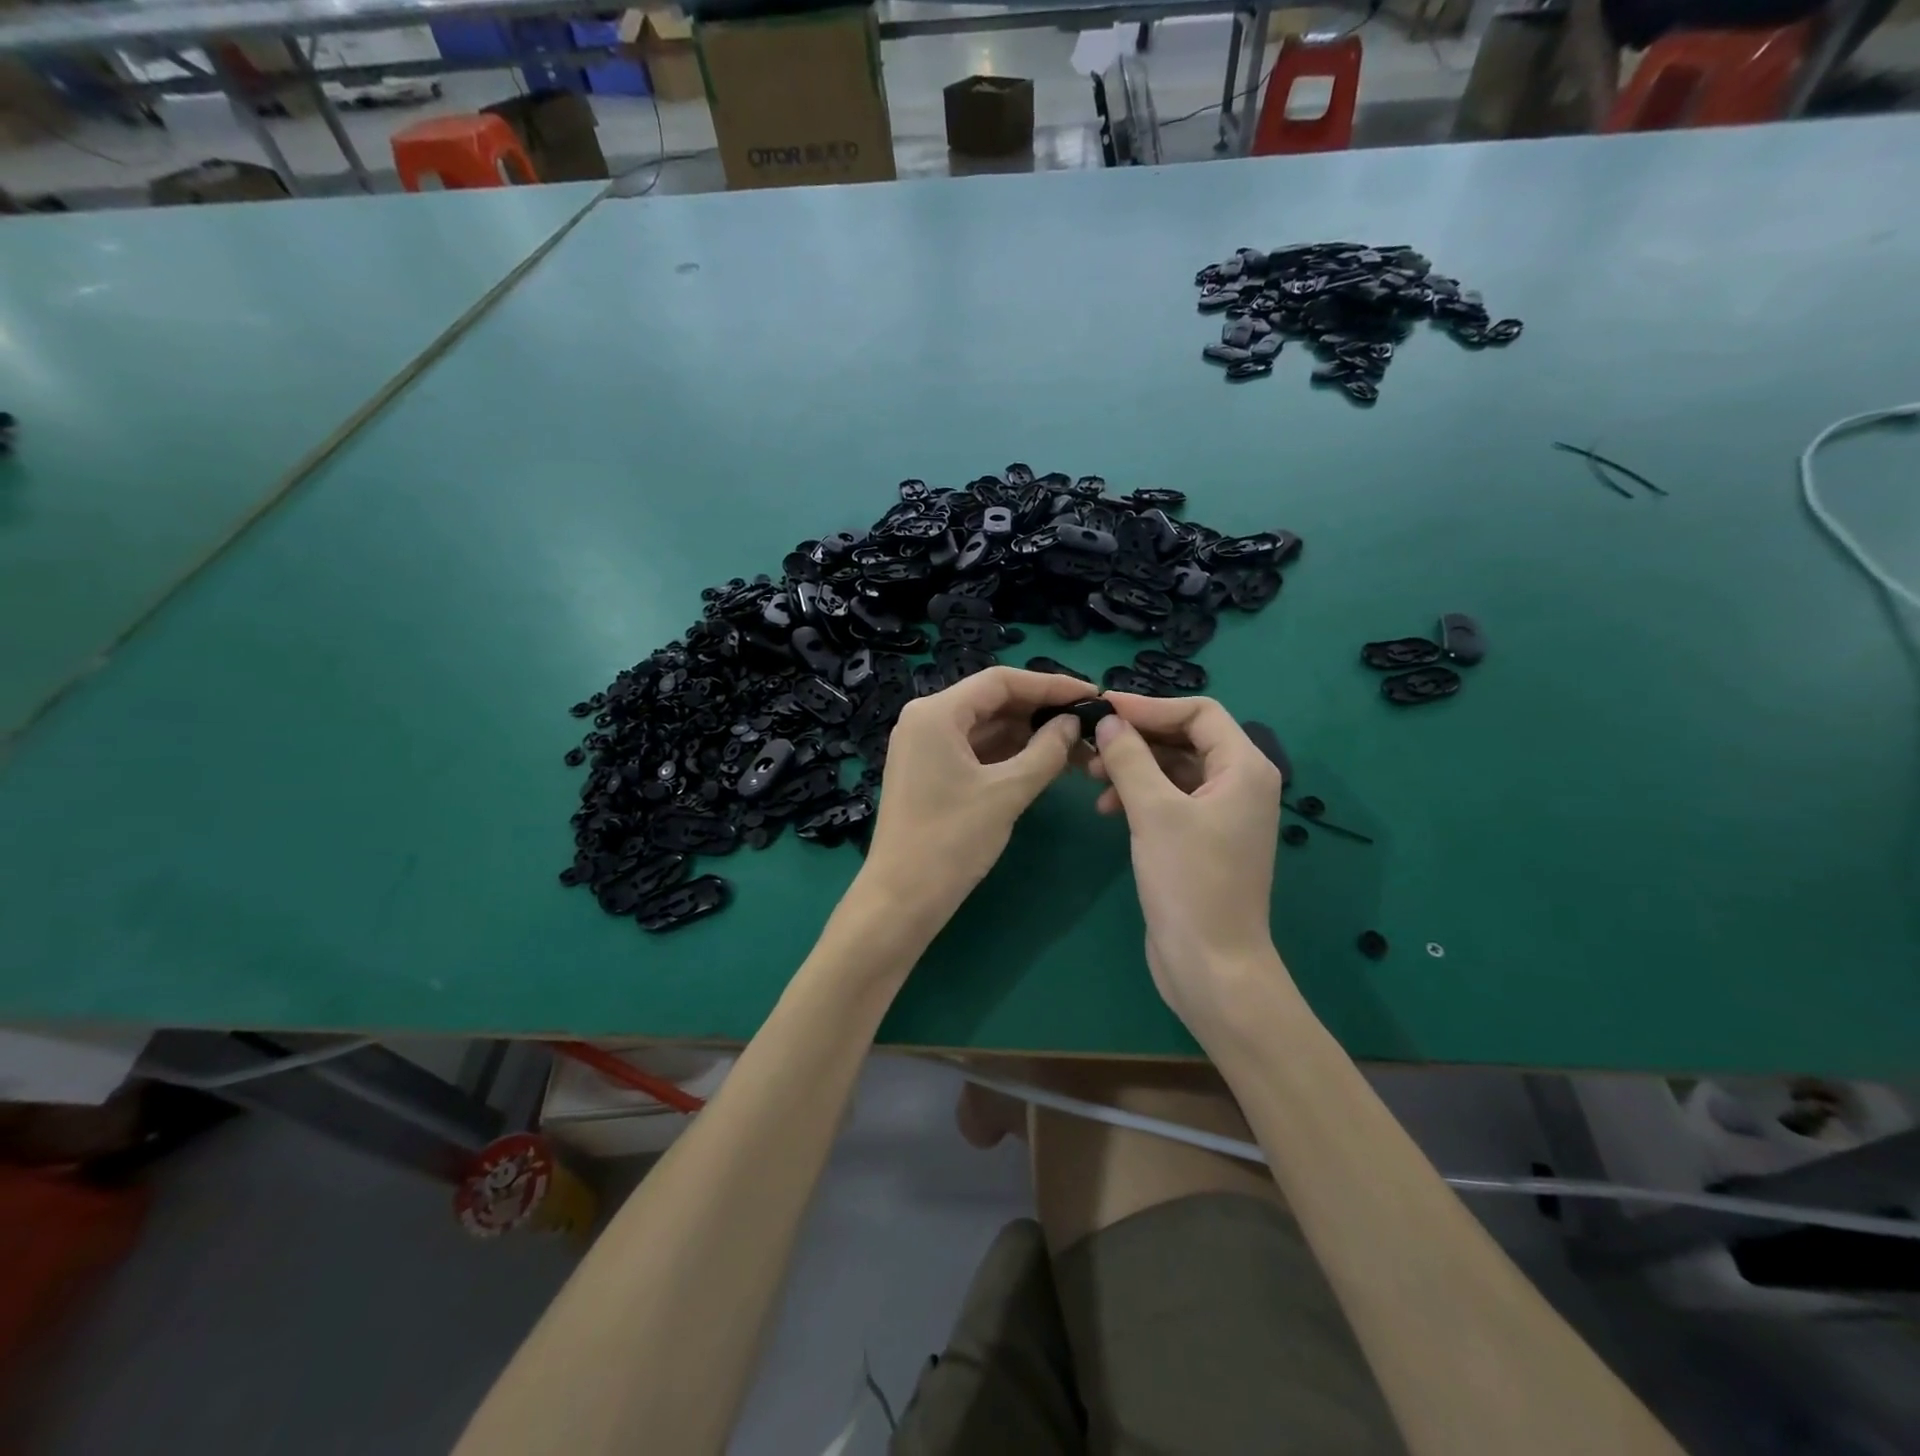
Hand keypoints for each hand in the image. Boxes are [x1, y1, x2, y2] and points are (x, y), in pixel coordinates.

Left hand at [855, 667, 1090, 937]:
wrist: (901, 899)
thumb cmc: (951, 841)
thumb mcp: (1007, 793)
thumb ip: (1046, 751)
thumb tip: (1072, 723)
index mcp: (936, 713)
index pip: (1001, 681)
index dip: (1050, 684)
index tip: (1092, 694)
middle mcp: (926, 719)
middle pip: (992, 701)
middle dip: (1041, 710)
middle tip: (1088, 721)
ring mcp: (925, 747)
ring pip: (986, 727)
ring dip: (1028, 734)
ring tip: (1077, 744)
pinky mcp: (929, 772)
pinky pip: (976, 750)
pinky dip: (1009, 754)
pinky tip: (1046, 761)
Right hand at [1087, 693, 1289, 1037]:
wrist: (1211, 964)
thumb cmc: (1189, 881)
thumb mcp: (1154, 812)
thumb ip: (1130, 758)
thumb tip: (1107, 721)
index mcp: (1244, 768)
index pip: (1198, 712)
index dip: (1150, 706)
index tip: (1103, 709)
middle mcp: (1239, 784)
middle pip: (1185, 739)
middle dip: (1137, 738)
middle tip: (1089, 744)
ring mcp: (1222, 814)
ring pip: (1173, 770)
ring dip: (1133, 767)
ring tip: (1090, 777)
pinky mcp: (1202, 839)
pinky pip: (1169, 799)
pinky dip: (1138, 795)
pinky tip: (1107, 808)